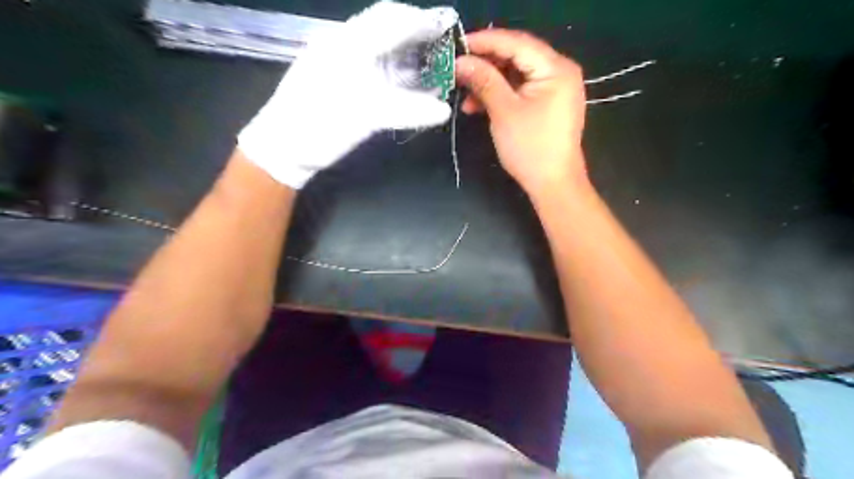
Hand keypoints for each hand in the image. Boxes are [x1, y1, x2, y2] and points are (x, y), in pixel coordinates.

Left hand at [237, 0, 463, 187]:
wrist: (283, 148)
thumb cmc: (319, 126)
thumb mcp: (365, 117)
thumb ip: (407, 110)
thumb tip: (444, 110)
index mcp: (346, 43)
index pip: (390, 18)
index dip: (421, 20)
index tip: (448, 29)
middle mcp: (343, 45)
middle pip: (387, 29)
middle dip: (417, 36)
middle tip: (444, 50)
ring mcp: (340, 62)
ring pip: (381, 49)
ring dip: (408, 55)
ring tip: (435, 67)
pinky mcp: (340, 81)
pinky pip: (374, 69)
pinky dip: (396, 74)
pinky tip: (411, 85)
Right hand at [454, 30, 587, 193]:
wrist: (553, 184)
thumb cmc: (531, 148)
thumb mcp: (504, 112)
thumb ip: (484, 81)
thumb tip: (461, 61)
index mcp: (556, 68)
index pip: (517, 43)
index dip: (485, 42)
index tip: (457, 44)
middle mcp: (559, 72)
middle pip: (516, 56)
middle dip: (485, 64)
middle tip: (457, 69)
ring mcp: (554, 88)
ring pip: (515, 75)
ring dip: (489, 82)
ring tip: (464, 95)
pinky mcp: (546, 104)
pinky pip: (519, 90)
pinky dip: (499, 95)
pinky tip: (477, 106)